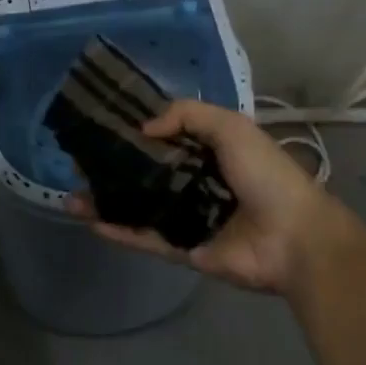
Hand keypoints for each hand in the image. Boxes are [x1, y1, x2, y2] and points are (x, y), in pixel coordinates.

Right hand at [78, 99, 342, 294]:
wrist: (294, 237)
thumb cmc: (265, 174)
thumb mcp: (231, 127)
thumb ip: (187, 115)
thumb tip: (146, 127)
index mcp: (210, 150)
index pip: (166, 137)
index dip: (137, 131)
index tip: (103, 125)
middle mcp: (197, 181)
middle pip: (147, 172)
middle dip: (115, 167)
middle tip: (78, 162)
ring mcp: (189, 216)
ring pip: (140, 205)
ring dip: (109, 201)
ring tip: (72, 195)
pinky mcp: (185, 249)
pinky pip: (147, 238)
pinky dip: (120, 231)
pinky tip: (91, 222)